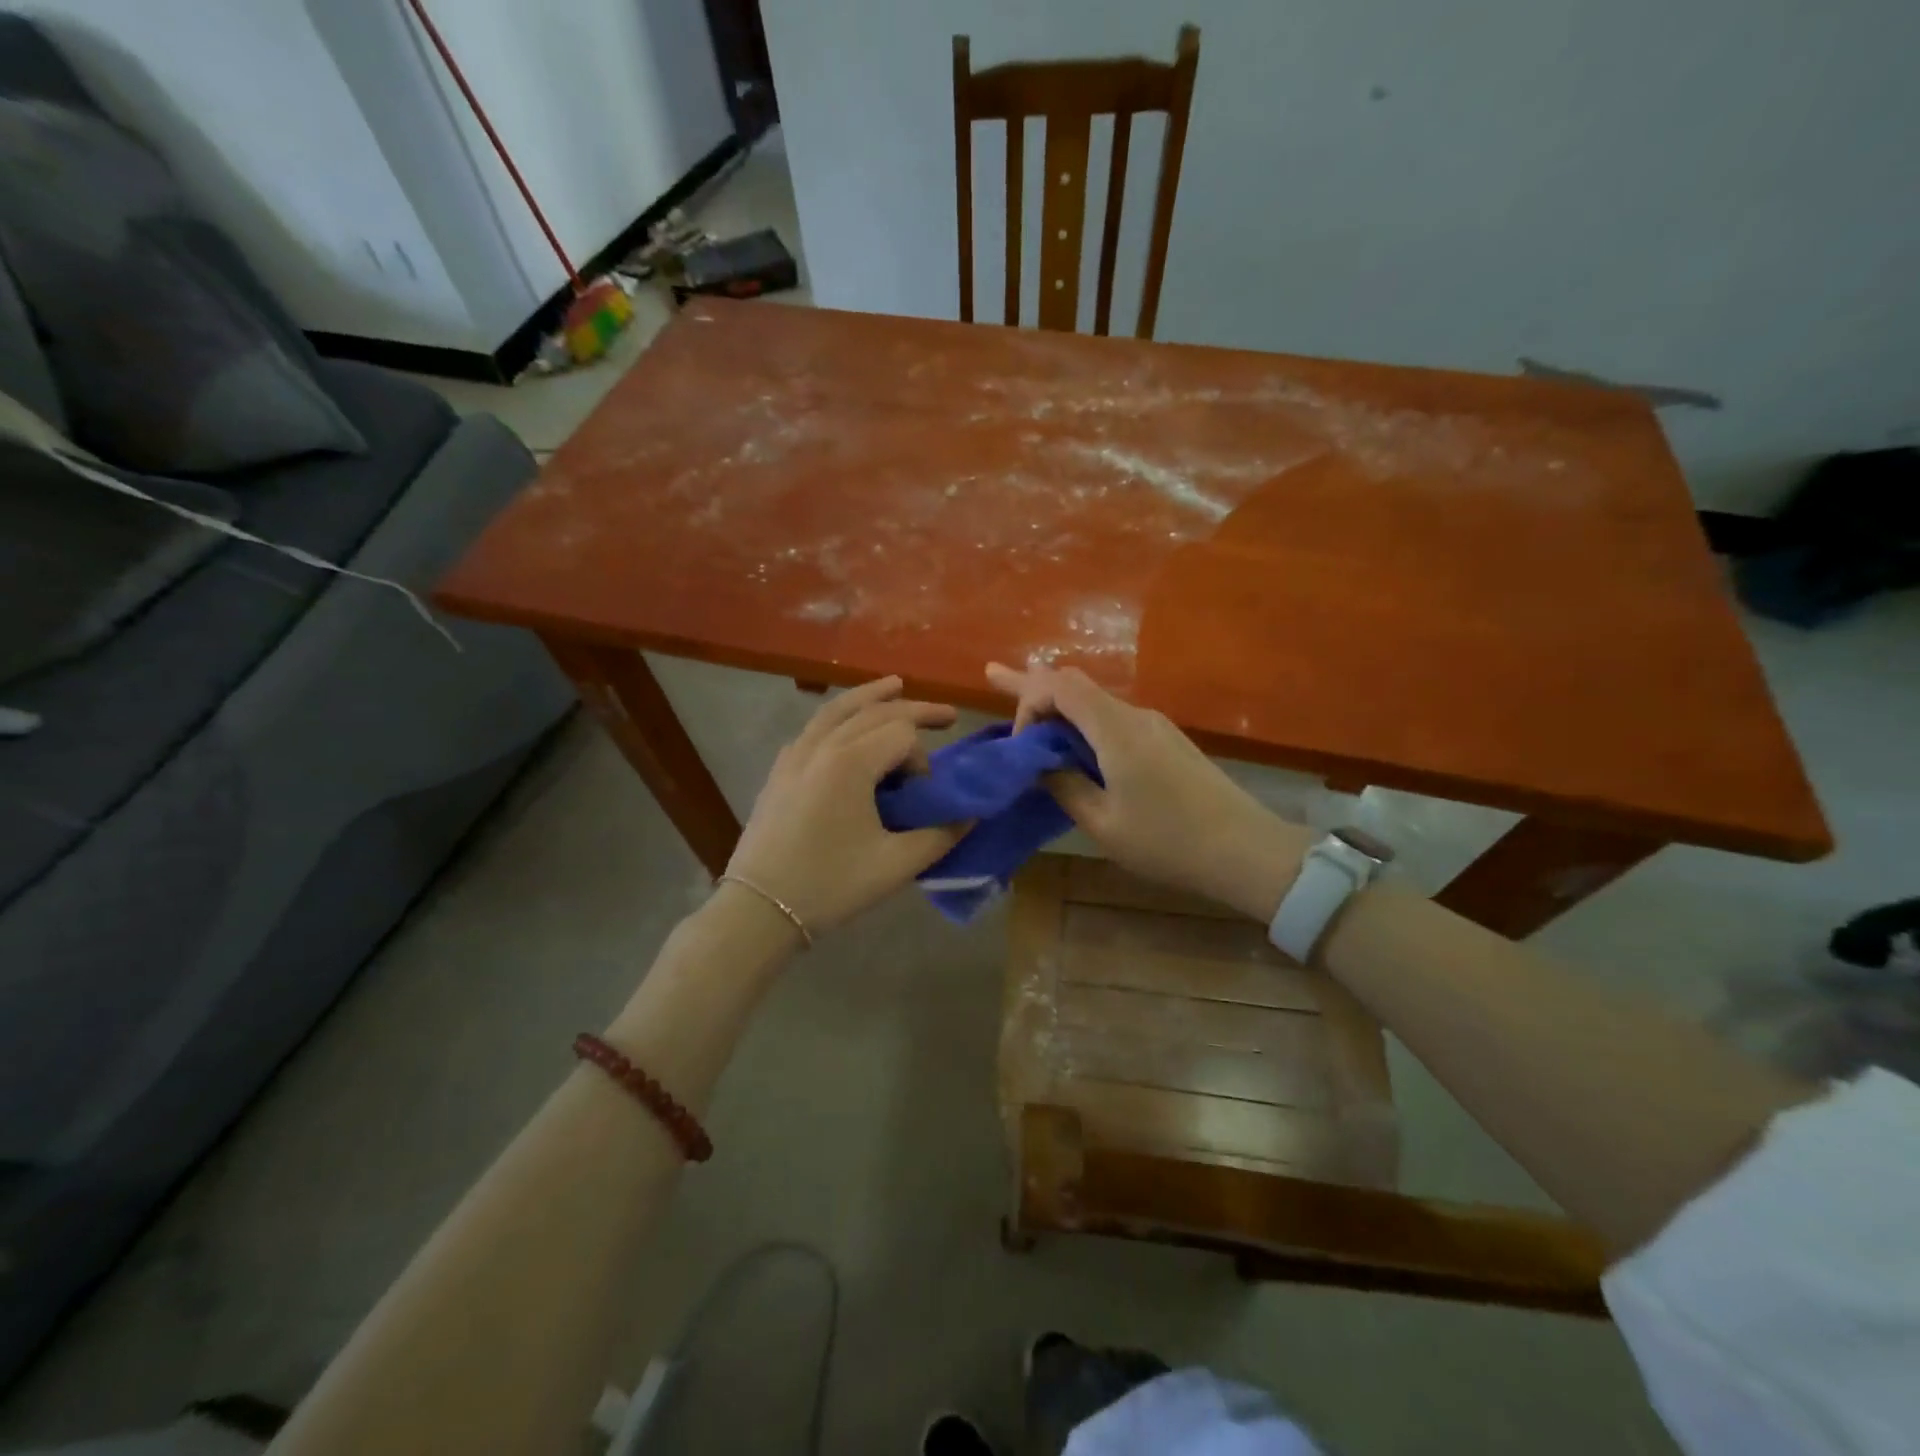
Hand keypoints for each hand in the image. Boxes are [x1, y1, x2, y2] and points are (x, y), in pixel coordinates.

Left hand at [724, 677, 964, 937]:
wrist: (760, 908)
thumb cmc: (830, 885)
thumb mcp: (895, 865)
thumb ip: (940, 835)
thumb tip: (971, 815)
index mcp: (850, 762)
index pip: (901, 734)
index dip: (922, 760)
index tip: (922, 796)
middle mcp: (822, 746)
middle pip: (874, 711)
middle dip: (914, 710)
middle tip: (948, 715)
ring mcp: (795, 755)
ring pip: (837, 709)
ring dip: (871, 696)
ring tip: (896, 685)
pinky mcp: (780, 770)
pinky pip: (814, 728)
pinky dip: (839, 716)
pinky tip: (847, 726)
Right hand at [985, 664, 1309, 921]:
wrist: (1246, 851)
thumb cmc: (1168, 842)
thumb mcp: (1103, 823)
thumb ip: (1063, 786)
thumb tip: (1039, 764)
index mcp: (1116, 730)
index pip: (1059, 687)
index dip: (1028, 704)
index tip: (1020, 747)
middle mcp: (1134, 715)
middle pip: (1075, 683)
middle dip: (1031, 682)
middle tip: (992, 673)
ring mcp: (1154, 725)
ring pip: (1094, 700)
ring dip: (1057, 705)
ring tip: (1024, 704)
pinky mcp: (1165, 740)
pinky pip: (1113, 718)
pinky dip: (1082, 721)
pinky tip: (1070, 740)